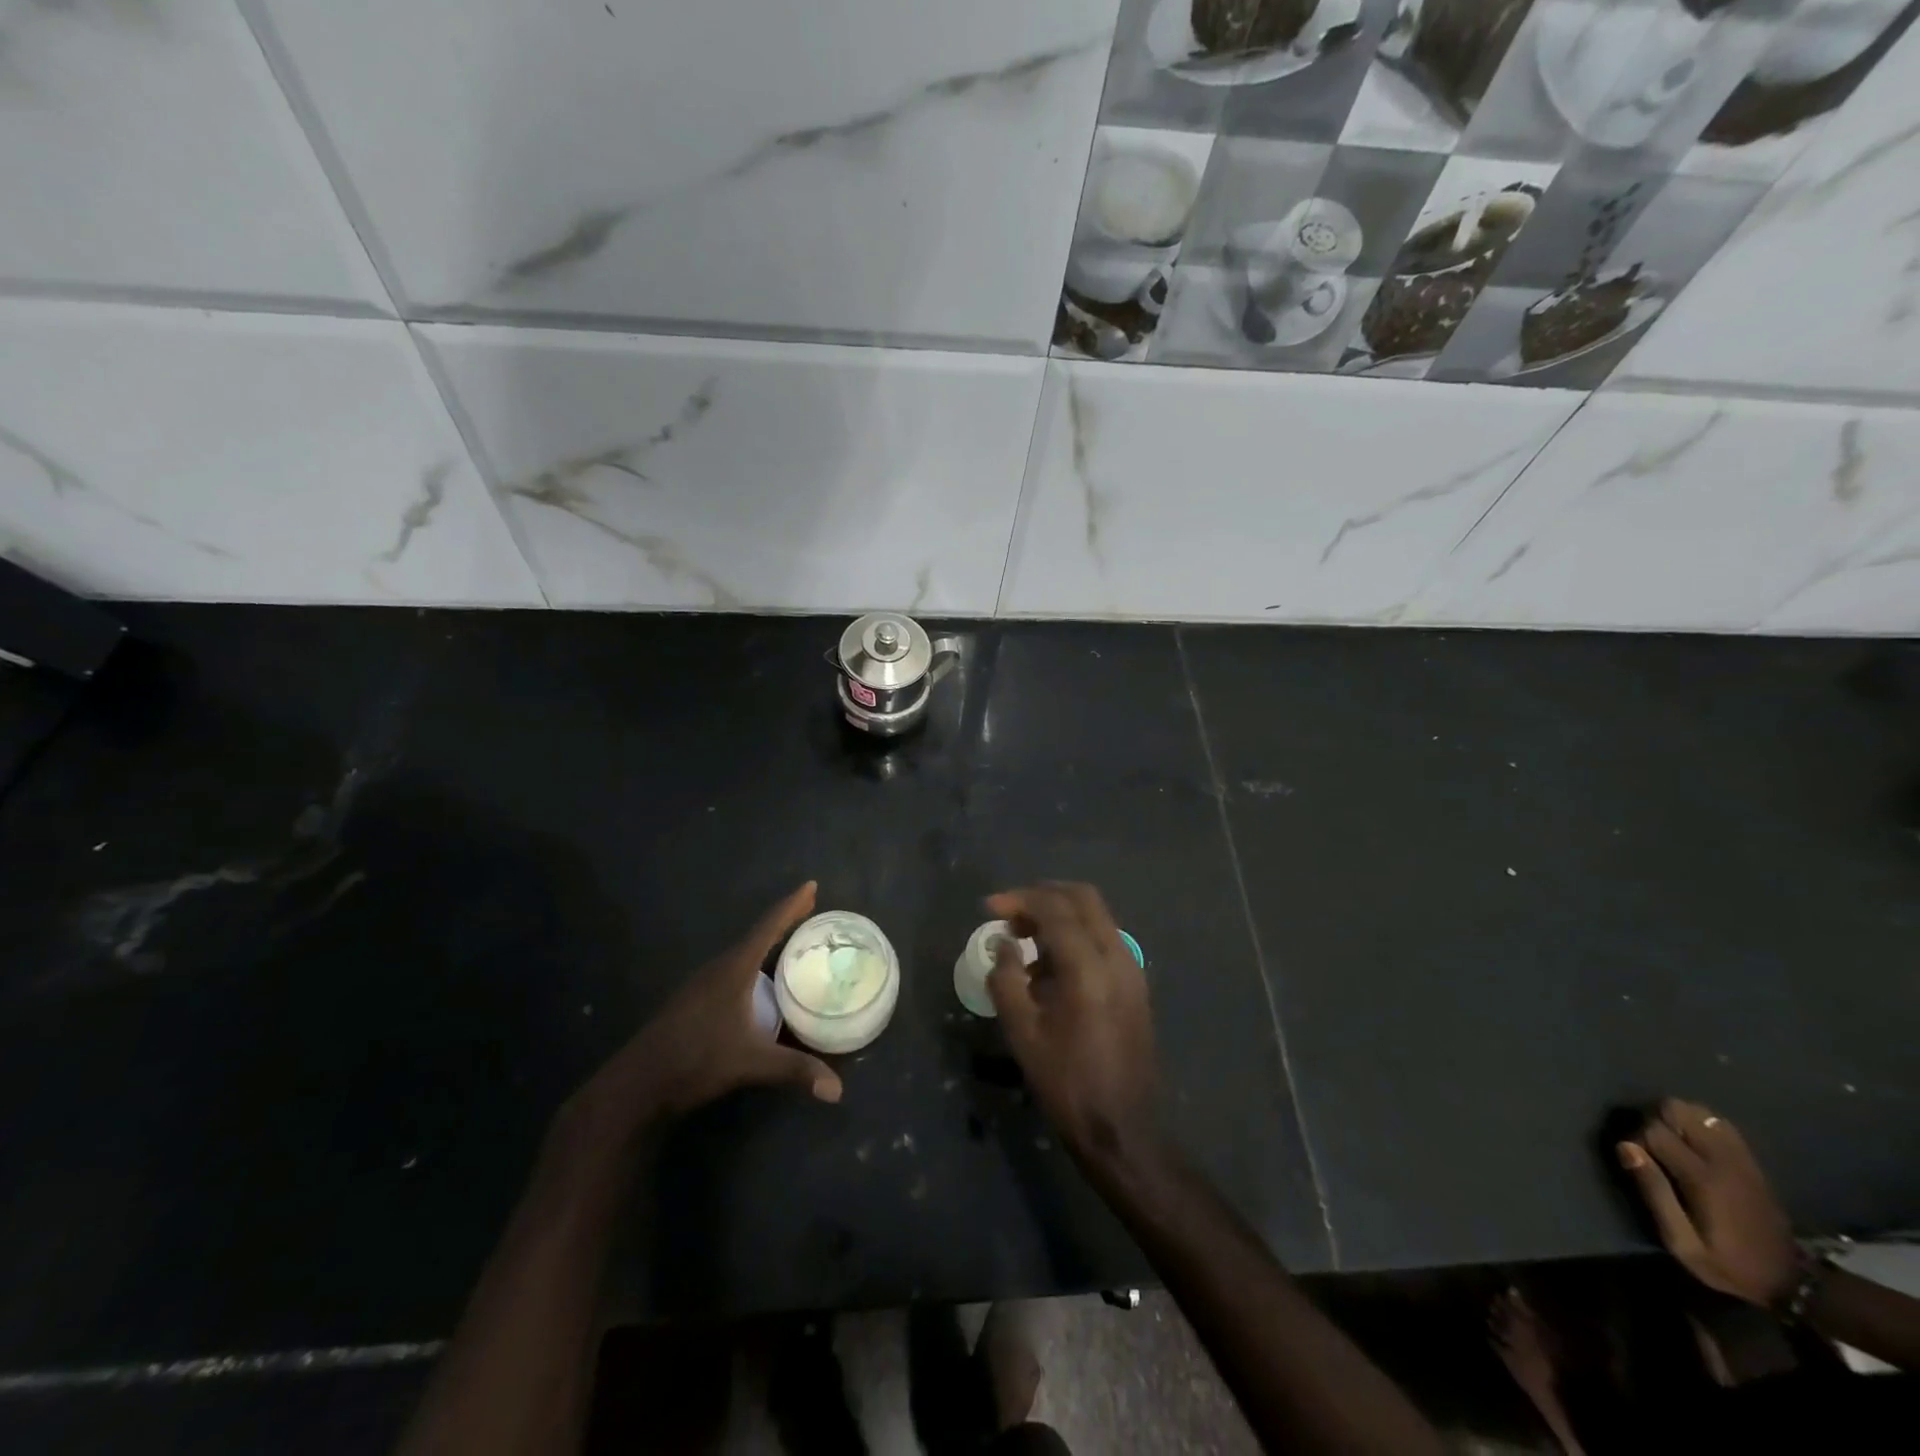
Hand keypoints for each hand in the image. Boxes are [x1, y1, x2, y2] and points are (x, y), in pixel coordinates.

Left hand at [587, 881, 842, 1121]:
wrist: (638, 1085)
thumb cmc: (696, 1061)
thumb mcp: (751, 1063)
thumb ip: (795, 1069)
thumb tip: (838, 1089)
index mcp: (733, 969)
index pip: (768, 928)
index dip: (791, 906)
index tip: (811, 885)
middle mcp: (718, 969)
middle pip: (757, 936)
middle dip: (784, 921)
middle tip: (811, 910)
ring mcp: (702, 985)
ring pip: (743, 955)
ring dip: (767, 944)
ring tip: (793, 943)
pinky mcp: (695, 1001)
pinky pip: (733, 971)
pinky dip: (754, 965)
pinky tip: (761, 982)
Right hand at [985, 882, 1158, 1163]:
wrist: (1124, 1128)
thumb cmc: (1067, 1083)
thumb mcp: (1023, 1033)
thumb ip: (1006, 979)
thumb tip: (1003, 944)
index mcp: (1088, 967)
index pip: (1054, 908)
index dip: (1019, 900)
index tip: (989, 908)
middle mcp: (1117, 956)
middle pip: (1082, 897)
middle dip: (1042, 896)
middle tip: (1010, 914)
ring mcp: (1132, 968)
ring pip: (1096, 915)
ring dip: (1060, 913)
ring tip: (1024, 937)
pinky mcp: (1135, 983)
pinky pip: (1104, 937)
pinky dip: (1076, 932)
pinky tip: (1050, 961)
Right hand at [1617, 1099, 1795, 1307]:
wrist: (1794, 1284)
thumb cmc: (1728, 1264)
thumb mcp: (1682, 1243)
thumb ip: (1654, 1192)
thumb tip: (1625, 1146)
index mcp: (1703, 1179)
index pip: (1655, 1130)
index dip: (1638, 1139)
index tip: (1639, 1161)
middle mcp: (1723, 1161)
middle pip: (1679, 1110)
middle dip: (1658, 1121)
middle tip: (1656, 1148)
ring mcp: (1742, 1160)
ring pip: (1701, 1112)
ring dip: (1680, 1120)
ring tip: (1675, 1144)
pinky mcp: (1753, 1164)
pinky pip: (1722, 1125)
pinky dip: (1702, 1125)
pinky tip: (1697, 1144)